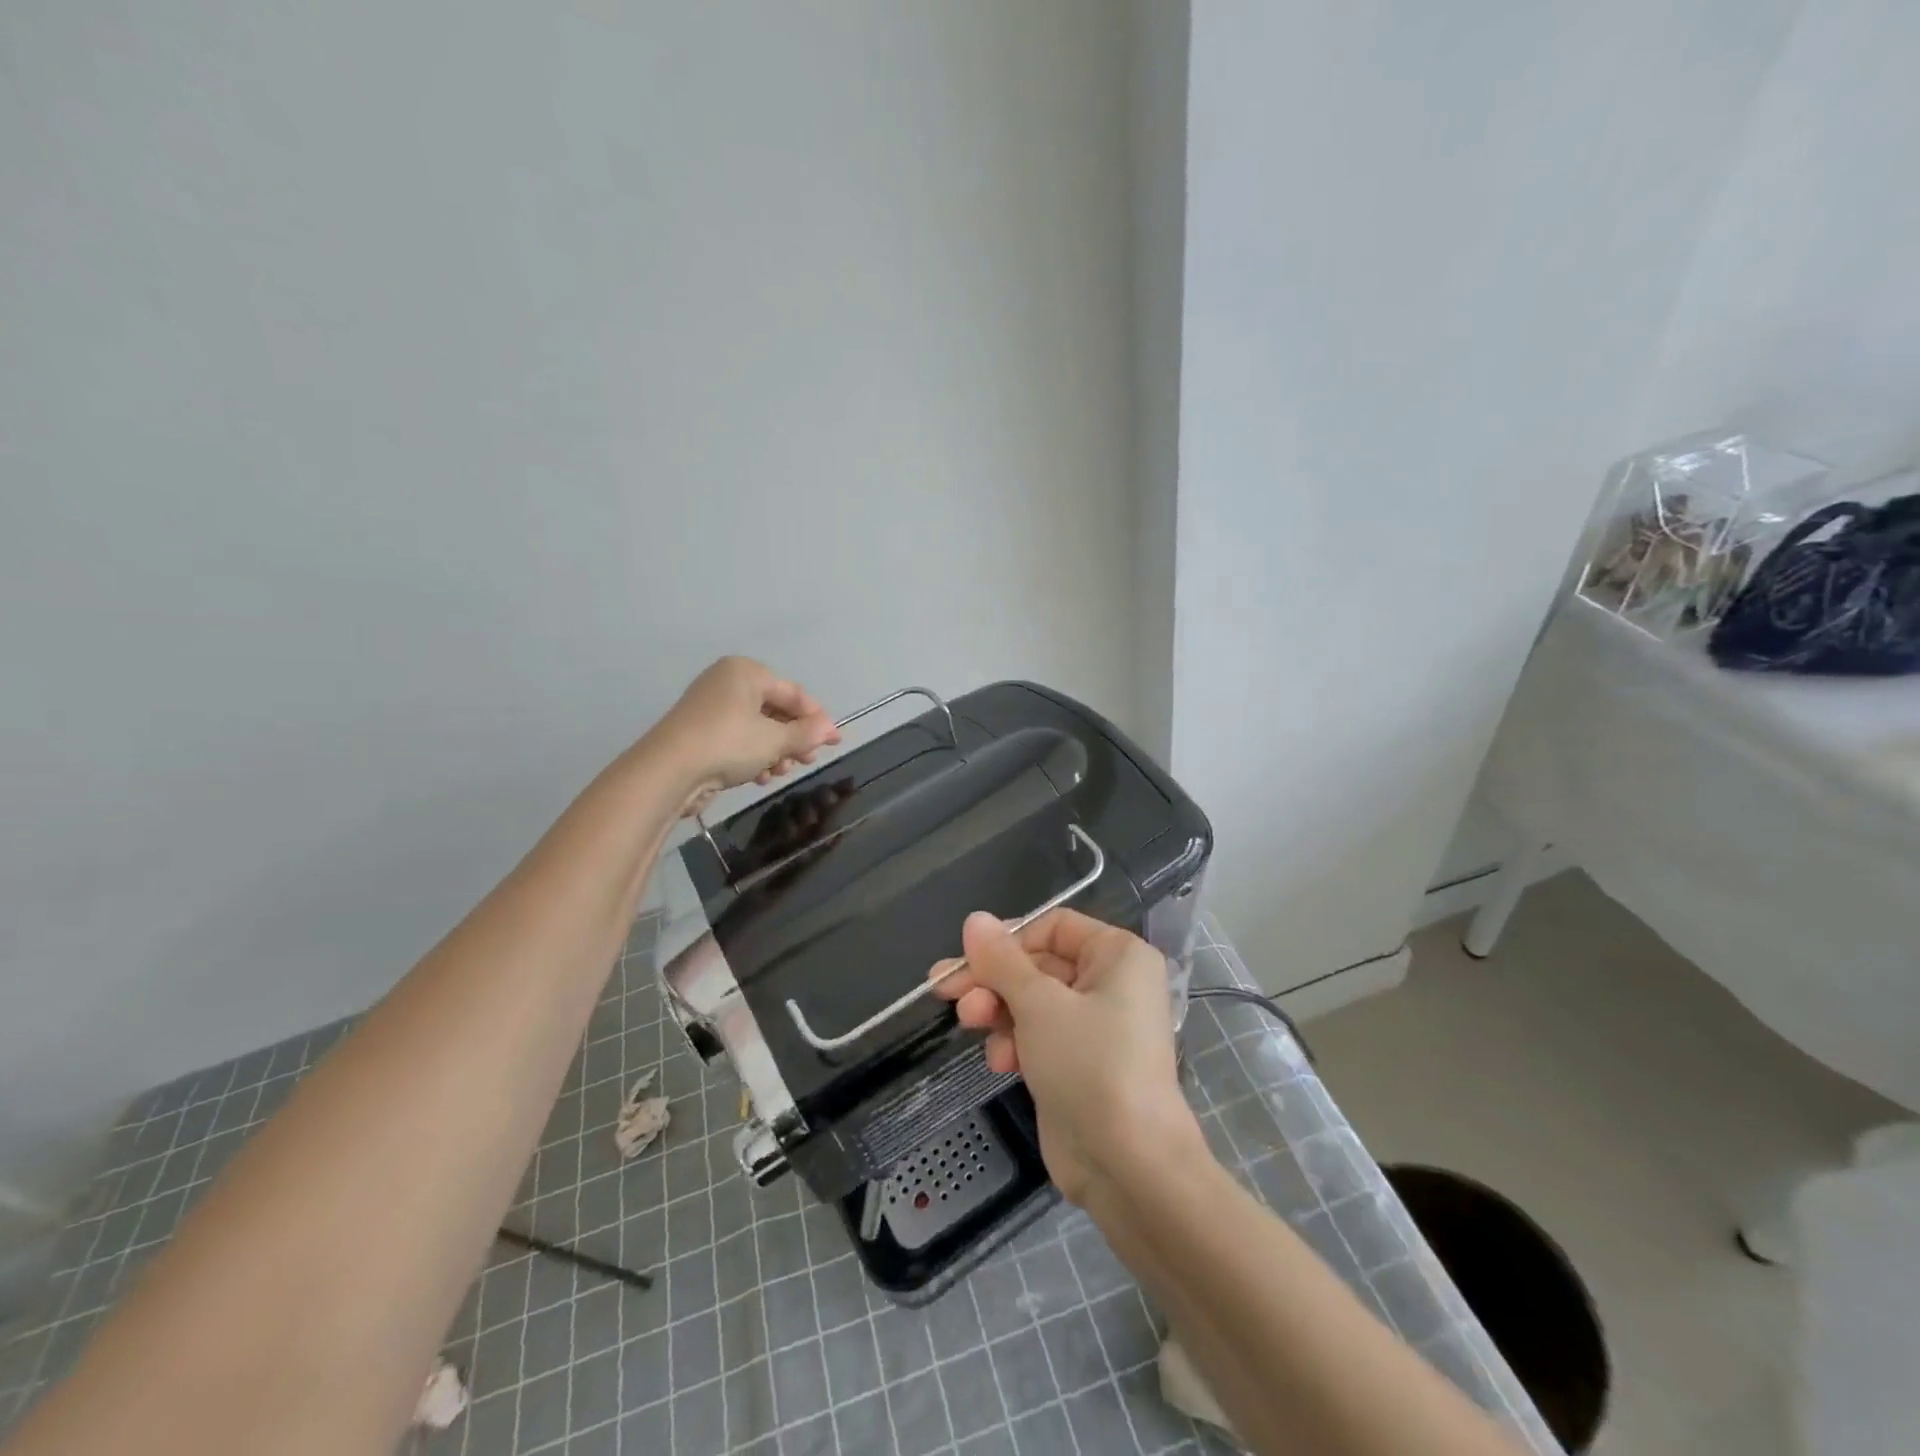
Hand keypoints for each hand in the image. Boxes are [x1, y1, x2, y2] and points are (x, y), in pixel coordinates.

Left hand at [650, 657, 840, 816]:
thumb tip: (831, 730)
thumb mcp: (775, 740)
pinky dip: (753, 757)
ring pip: (758, 729)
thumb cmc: (728, 744)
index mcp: (746, 672)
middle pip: (775, 711)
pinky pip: (739, 741)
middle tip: (807, 760)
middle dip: (794, 739)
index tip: (835, 741)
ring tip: (780, 771)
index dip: (818, 718)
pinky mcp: (700, 734)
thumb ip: (807, 734)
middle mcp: (728, 683)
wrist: (668, 771)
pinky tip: (759, 777)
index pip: (793, 693)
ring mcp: (711, 709)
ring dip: (775, 752)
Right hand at [930, 909, 1201, 1204]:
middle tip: (948, 993)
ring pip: (1032, 1002)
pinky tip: (1001, 1062)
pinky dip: (1015, 1043)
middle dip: (993, 980)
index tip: (967, 959)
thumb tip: (974, 919)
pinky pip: (1038, 1036)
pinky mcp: (1079, 1064)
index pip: (1053, 927)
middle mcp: (1111, 983)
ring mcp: (1095, 1027)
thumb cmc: (1089, 1063)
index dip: (1008, 940)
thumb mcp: (1038, 1003)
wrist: (1127, 1164)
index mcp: (1117, 955)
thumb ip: (1001, 959)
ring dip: (998, 1012)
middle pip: (1037, 965)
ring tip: (971, 1025)